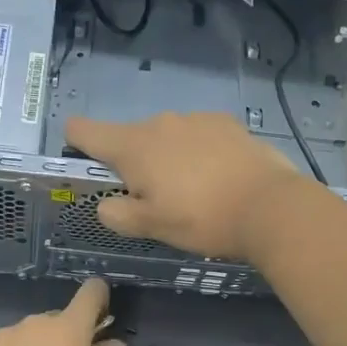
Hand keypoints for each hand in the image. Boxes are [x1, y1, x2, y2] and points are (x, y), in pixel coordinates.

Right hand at [64, 112, 303, 260]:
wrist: (270, 206)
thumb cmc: (201, 219)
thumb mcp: (151, 226)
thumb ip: (118, 213)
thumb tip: (108, 204)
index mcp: (133, 146)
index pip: (84, 130)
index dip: (77, 142)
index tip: (85, 160)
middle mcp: (160, 122)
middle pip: (131, 138)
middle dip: (135, 164)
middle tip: (156, 199)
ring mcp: (196, 119)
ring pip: (167, 137)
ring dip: (169, 158)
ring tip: (194, 192)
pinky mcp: (228, 123)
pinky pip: (199, 136)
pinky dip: (199, 153)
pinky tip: (219, 178)